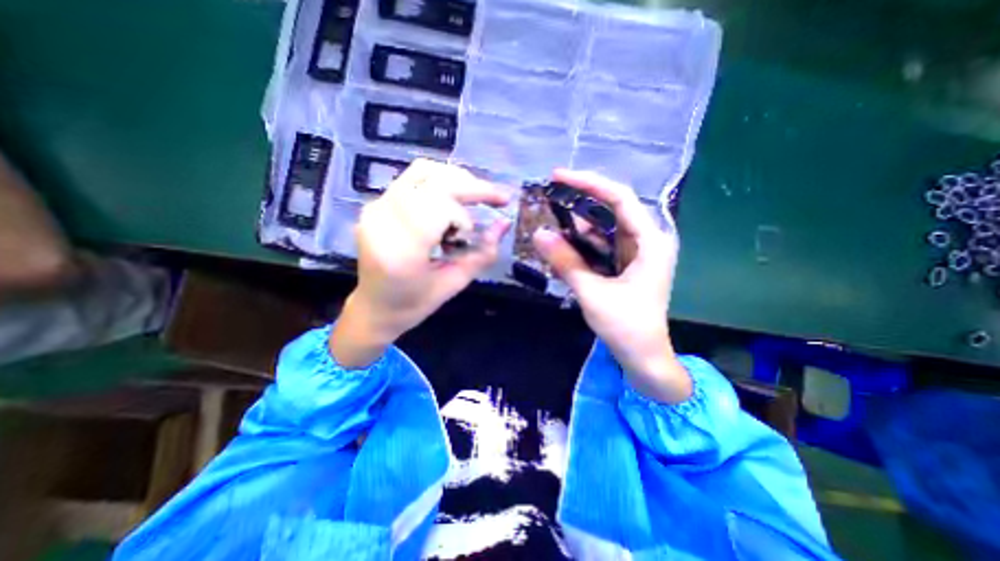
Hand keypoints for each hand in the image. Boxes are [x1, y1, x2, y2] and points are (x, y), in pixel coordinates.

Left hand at [332, 158, 510, 368]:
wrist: (374, 307)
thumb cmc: (414, 303)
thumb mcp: (454, 283)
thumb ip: (483, 253)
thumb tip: (505, 223)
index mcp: (401, 250)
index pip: (438, 208)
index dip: (463, 216)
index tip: (473, 234)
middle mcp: (383, 220)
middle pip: (433, 181)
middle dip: (471, 186)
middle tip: (497, 198)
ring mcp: (376, 208)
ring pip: (423, 171)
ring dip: (458, 179)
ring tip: (476, 197)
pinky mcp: (377, 203)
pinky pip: (413, 179)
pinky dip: (441, 183)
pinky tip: (453, 201)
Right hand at [535, 169, 692, 401]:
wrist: (643, 357)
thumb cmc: (626, 327)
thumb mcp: (592, 292)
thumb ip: (566, 261)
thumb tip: (538, 234)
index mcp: (649, 242)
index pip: (619, 198)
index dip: (589, 183)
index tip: (559, 176)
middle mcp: (645, 241)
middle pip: (610, 209)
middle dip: (580, 202)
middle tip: (549, 197)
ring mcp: (634, 253)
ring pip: (602, 228)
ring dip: (577, 226)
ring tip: (550, 222)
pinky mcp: (624, 265)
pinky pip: (600, 246)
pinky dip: (581, 244)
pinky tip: (562, 245)